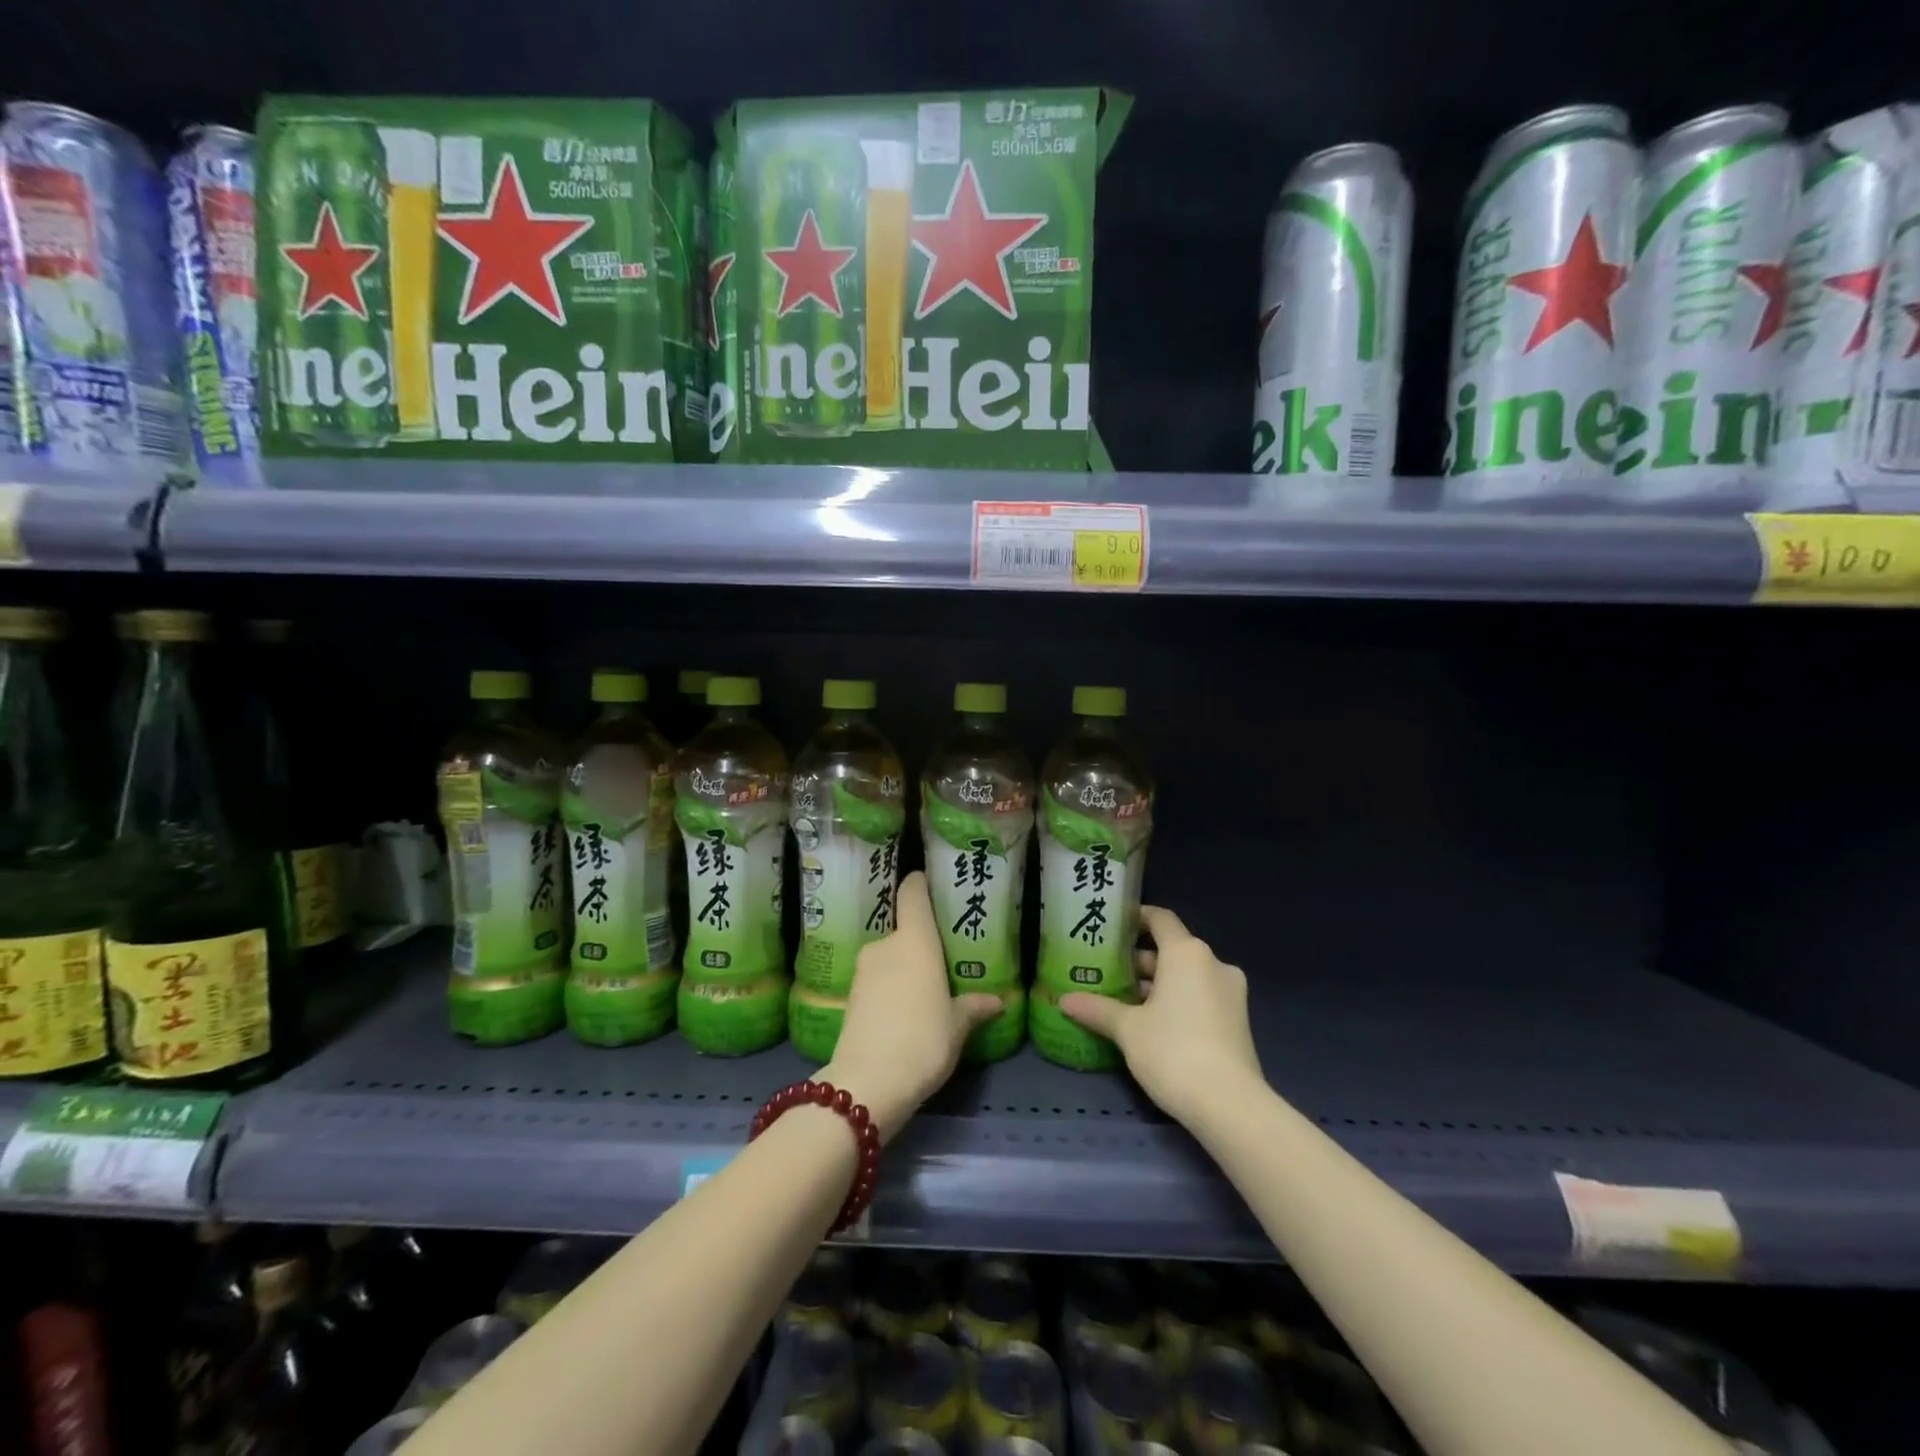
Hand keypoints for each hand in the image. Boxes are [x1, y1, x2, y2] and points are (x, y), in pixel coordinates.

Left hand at [824, 872, 1000, 1142]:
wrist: (868, 1083)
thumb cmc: (923, 1040)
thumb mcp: (957, 1026)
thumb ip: (973, 1007)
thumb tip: (996, 1001)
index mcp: (915, 940)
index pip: (912, 894)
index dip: (919, 883)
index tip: (929, 881)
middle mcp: (886, 945)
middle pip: (903, 931)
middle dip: (920, 944)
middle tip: (942, 960)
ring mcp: (863, 971)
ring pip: (889, 958)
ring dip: (904, 969)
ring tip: (925, 991)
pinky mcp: (850, 997)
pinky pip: (876, 981)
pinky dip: (889, 989)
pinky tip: (904, 1013)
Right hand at [1061, 905, 1263, 1127]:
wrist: (1230, 1105)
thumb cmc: (1173, 1051)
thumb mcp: (1127, 1029)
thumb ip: (1097, 1009)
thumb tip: (1064, 1000)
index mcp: (1187, 953)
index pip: (1160, 919)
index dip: (1136, 918)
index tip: (1112, 926)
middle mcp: (1213, 964)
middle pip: (1172, 949)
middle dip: (1140, 961)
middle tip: (1107, 971)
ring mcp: (1230, 993)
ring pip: (1187, 976)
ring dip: (1158, 984)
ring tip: (1123, 1000)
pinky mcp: (1238, 1021)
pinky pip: (1201, 997)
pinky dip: (1178, 1001)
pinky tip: (1152, 1024)